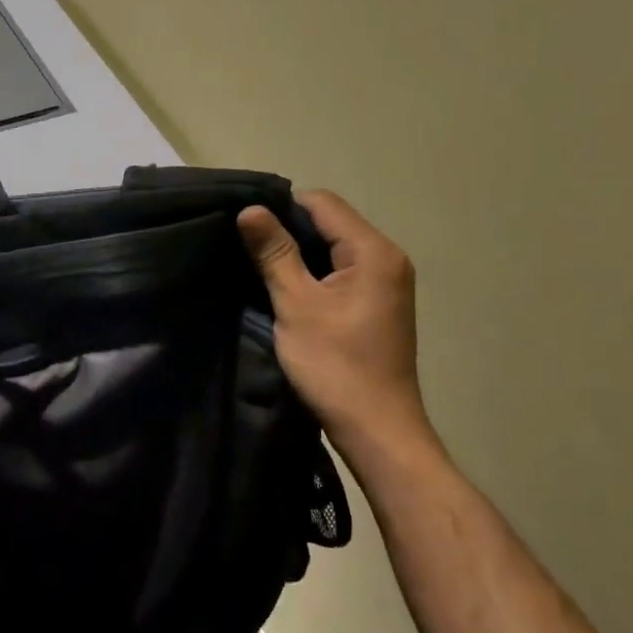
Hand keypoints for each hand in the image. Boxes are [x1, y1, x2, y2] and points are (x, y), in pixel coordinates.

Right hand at [237, 190, 434, 455]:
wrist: (377, 430)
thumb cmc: (335, 365)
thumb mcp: (296, 304)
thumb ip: (274, 253)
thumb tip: (249, 209)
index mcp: (373, 251)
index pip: (322, 202)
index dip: (281, 206)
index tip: (245, 226)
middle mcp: (387, 257)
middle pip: (330, 221)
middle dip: (288, 228)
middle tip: (246, 245)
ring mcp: (386, 281)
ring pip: (334, 246)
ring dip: (299, 252)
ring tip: (260, 265)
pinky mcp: (378, 303)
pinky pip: (342, 269)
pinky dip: (314, 271)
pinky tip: (287, 287)